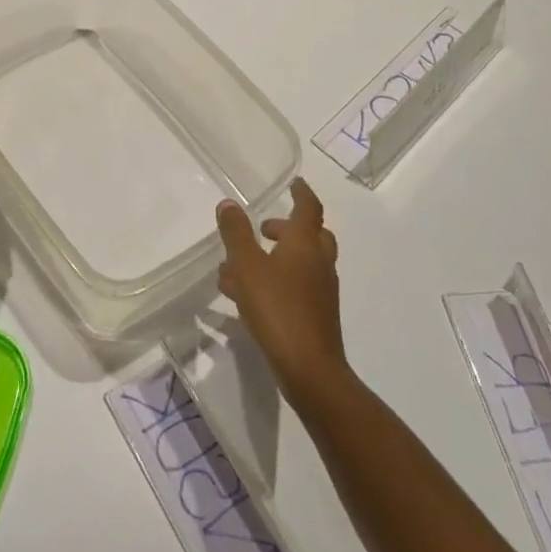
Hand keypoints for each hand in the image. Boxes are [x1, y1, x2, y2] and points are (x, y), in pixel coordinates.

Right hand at [217, 178, 346, 401]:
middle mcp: (318, 262)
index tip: (295, 183)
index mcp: (305, 243)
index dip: (302, 193)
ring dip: (279, 257)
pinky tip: (250, 297)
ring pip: (303, 262)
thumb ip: (236, 233)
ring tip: (242, 266)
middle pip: (312, 235)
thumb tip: (229, 204)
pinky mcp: (317, 315)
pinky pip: (297, 286)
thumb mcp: (247, 266)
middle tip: (264, 229)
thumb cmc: (277, 308)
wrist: (309, 368)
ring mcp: (321, 290)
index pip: (309, 207)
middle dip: (288, 228)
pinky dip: (278, 280)